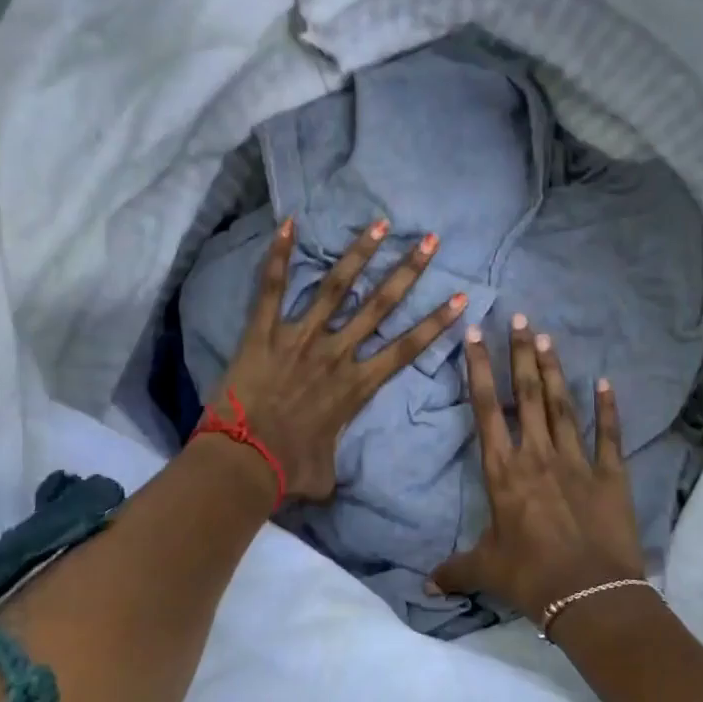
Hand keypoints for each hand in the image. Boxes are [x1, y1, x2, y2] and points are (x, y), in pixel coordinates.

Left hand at [212, 217, 465, 502]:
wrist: (243, 463)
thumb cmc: (288, 470)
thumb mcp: (325, 473)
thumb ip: (335, 464)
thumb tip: (332, 478)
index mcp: (357, 385)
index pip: (407, 347)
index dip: (436, 322)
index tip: (459, 297)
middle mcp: (336, 353)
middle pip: (380, 305)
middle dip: (408, 271)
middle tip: (430, 241)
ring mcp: (299, 338)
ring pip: (336, 287)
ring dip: (359, 254)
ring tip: (380, 223)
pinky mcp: (263, 333)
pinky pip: (272, 288)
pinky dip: (279, 255)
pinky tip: (289, 223)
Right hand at [431, 315, 644, 622]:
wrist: (590, 595)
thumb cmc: (530, 577)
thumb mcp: (486, 571)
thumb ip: (455, 571)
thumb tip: (425, 587)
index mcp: (503, 472)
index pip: (486, 410)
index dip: (479, 370)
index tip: (476, 335)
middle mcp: (537, 456)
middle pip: (527, 394)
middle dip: (520, 354)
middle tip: (519, 317)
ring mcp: (577, 462)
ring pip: (562, 406)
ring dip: (553, 370)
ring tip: (546, 336)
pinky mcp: (610, 475)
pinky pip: (608, 435)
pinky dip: (608, 408)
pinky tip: (606, 382)